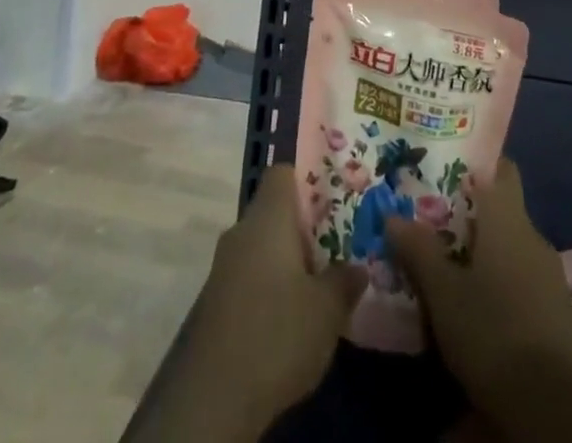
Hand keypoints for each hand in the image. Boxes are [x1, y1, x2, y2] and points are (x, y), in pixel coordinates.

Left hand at [131, 164, 362, 442]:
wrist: (213, 398)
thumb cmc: (277, 333)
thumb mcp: (327, 309)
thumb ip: (345, 280)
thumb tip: (358, 267)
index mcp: (268, 217)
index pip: (283, 173)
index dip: (308, 180)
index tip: (333, 201)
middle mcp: (241, 231)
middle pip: (274, 212)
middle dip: (304, 228)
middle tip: (336, 247)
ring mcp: (223, 267)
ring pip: (261, 247)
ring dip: (286, 262)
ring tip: (319, 285)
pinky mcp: (215, 302)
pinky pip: (249, 277)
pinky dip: (269, 288)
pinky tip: (289, 318)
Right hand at [387, 161, 571, 442]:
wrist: (550, 408)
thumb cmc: (491, 331)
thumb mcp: (443, 293)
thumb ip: (418, 250)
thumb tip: (392, 215)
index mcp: (509, 220)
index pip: (502, 169)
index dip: (479, 164)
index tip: (450, 165)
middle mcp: (534, 237)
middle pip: (503, 210)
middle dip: (472, 214)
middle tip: (435, 219)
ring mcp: (550, 276)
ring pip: (512, 248)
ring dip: (486, 252)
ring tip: (451, 263)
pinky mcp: (557, 312)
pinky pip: (523, 279)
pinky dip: (502, 282)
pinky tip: (479, 303)